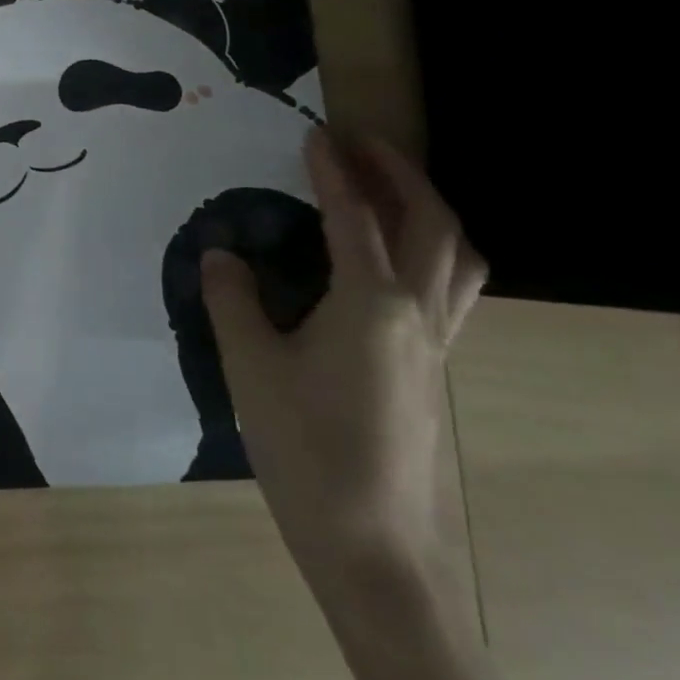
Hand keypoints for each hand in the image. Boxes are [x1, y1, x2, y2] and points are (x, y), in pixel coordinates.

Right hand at [201, 129, 486, 593]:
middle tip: (360, 142)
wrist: (370, 546)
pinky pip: (453, 288)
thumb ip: (232, 300)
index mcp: (372, 302)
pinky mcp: (435, 369)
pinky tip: (394, 262)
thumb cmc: (305, 449)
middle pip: (430, 222)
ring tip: (389, 188)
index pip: (354, 216)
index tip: (315, 133)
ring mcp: (436, 344)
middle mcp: (417, 312)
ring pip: (458, 256)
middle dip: (399, 171)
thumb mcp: (250, 368)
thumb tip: (221, 252)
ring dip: (429, 208)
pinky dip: (435, 251)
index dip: (333, 170)